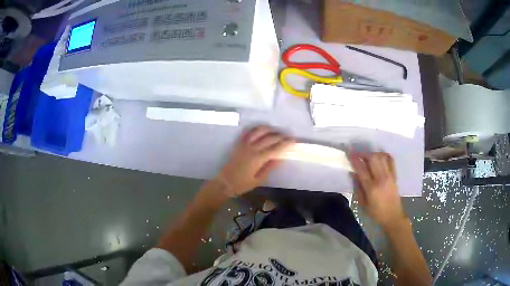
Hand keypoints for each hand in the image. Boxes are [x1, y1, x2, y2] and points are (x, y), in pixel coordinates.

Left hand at [216, 126, 294, 196]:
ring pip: (259, 131)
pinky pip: (248, 132)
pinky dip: (256, 129)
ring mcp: (244, 144)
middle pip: (269, 138)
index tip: (293, 141)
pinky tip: (261, 129)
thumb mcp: (259, 179)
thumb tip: (280, 157)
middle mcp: (252, 148)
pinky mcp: (239, 144)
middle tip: (288, 136)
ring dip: (269, 129)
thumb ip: (270, 167)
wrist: (225, 182)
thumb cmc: (242, 184)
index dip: (285, 144)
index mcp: (258, 158)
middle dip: (280, 136)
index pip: (275, 148)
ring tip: (276, 131)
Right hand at [350, 152, 406, 229]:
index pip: (361, 169)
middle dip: (364, 154)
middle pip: (373, 158)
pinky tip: (379, 157)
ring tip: (367, 157)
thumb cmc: (376, 213)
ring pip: (381, 157)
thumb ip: (358, 187)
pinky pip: (390, 160)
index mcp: (371, 188)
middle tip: (357, 155)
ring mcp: (389, 176)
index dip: (354, 160)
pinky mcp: (395, 175)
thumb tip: (353, 174)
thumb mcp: (363, 204)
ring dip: (373, 154)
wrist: (393, 216)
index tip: (349, 153)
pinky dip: (384, 156)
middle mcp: (381, 179)